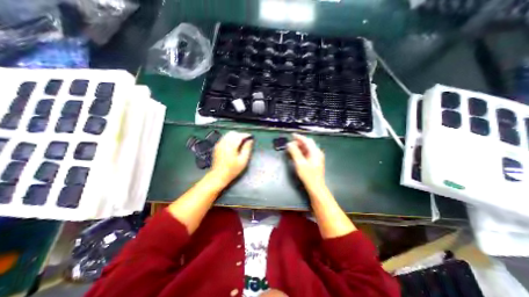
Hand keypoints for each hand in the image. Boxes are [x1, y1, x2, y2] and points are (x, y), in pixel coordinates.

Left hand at [209, 130, 253, 184]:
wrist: (219, 175)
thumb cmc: (232, 170)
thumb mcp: (243, 160)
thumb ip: (247, 149)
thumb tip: (250, 140)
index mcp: (231, 146)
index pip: (239, 135)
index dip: (246, 135)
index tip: (251, 138)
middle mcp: (224, 143)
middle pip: (233, 133)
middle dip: (240, 135)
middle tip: (246, 141)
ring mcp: (219, 144)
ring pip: (228, 135)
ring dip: (235, 136)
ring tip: (240, 144)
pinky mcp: (217, 146)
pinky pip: (224, 138)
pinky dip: (230, 139)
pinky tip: (233, 146)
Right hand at [288, 133, 324, 188]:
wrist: (316, 187)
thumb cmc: (308, 175)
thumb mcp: (300, 163)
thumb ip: (294, 152)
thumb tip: (289, 144)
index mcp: (315, 152)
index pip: (307, 141)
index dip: (299, 137)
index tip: (292, 135)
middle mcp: (317, 153)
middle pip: (308, 144)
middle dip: (299, 142)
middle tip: (290, 144)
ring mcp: (317, 157)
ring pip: (307, 148)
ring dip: (300, 147)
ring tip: (292, 148)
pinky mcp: (315, 161)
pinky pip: (308, 153)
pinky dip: (301, 152)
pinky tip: (296, 154)